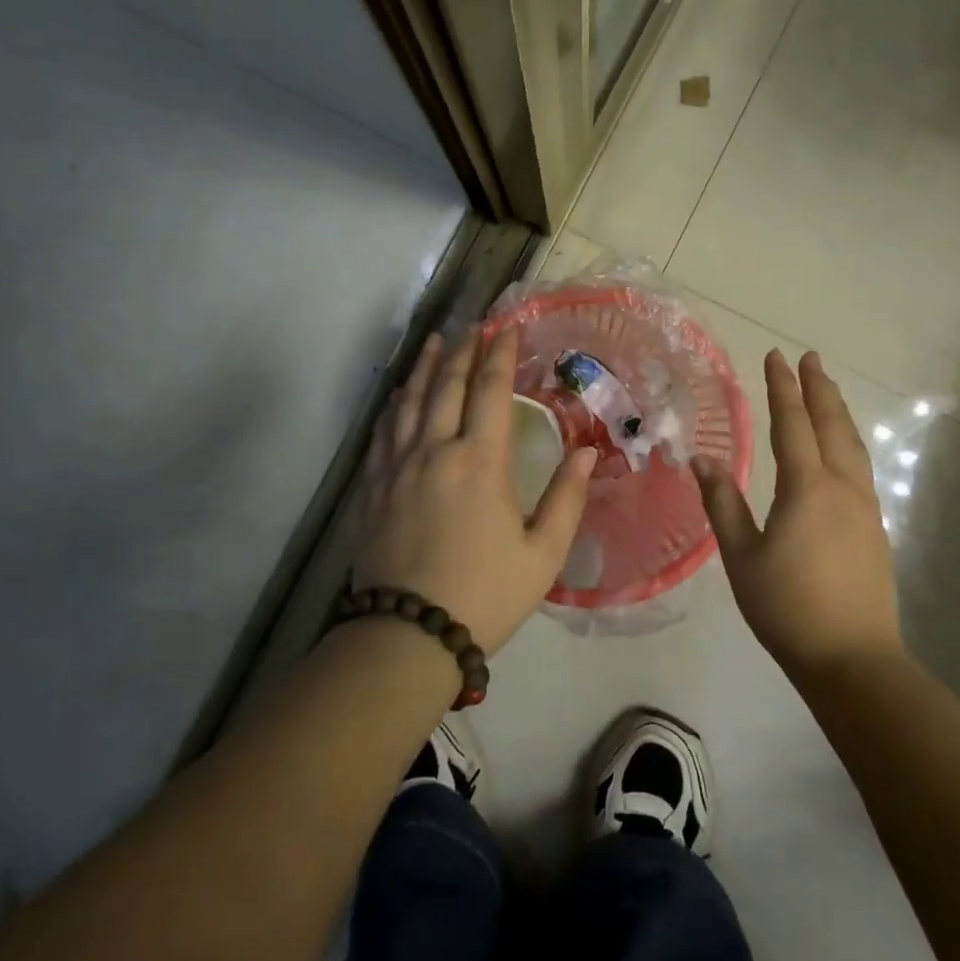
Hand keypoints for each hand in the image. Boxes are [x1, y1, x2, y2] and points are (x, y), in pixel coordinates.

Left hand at [350, 329, 596, 654]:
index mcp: (480, 461)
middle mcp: (435, 450)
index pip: (490, 390)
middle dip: (463, 349)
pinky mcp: (373, 486)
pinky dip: (395, 403)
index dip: (500, 354)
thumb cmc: (485, 593)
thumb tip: (586, 450)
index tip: (507, 328)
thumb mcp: (543, 553)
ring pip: (409, 400)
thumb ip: (567, 498)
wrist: (408, 635)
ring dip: (425, 366)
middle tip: (473, 325)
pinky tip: (399, 395)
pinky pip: (383, 430)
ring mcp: (397, 466)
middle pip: (446, 384)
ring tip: (435, 341)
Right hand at [694, 350, 903, 677]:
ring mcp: (865, 507)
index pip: (792, 423)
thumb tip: (701, 458)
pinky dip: (849, 441)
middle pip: (831, 424)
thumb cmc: (787, 607)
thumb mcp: (741, 556)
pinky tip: (844, 448)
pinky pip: (861, 466)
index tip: (776, 356)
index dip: (782, 388)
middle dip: (818, 388)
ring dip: (838, 411)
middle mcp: (842, 486)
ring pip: (852, 444)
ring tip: (828, 389)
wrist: (853, 659)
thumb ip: (722, 503)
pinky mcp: (875, 527)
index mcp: (807, 487)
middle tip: (810, 358)